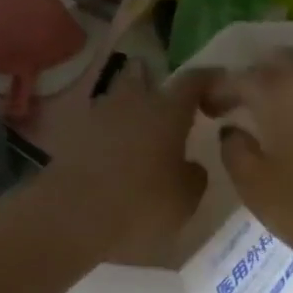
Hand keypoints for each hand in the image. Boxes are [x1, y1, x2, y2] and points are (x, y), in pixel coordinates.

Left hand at [48, 61, 210, 257]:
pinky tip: (118, 152)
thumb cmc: (142, 204)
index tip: (219, 83)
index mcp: (167, 111)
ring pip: (118, 97)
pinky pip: (99, 124)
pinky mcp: (73, 137)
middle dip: (156, 81)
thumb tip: (190, 165)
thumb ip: (194, 174)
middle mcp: (132, 102)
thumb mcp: (186, 198)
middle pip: (143, 74)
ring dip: (130, 106)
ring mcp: (98, 116)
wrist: (73, 218)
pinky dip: (111, 132)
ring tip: (142, 129)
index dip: (209, 79)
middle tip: (169, 101)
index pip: (193, 80)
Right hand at [205, 30, 292, 275]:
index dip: (218, 91)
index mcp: (276, 95)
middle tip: (245, 100)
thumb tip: (234, 132)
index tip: (208, 109)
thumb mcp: (256, 190)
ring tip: (287, 76)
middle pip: (278, 64)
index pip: (237, 80)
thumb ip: (236, 154)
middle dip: (257, 76)